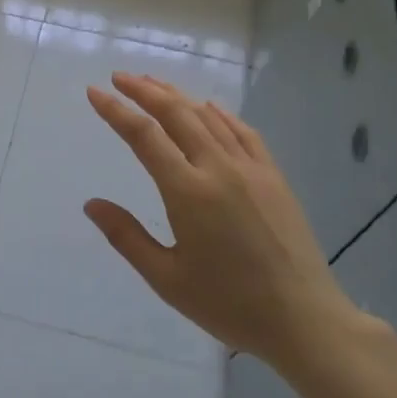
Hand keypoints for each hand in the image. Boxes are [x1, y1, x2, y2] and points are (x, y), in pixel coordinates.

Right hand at [84, 73, 359, 375]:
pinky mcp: (274, 176)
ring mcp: (251, 169)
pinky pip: (243, 132)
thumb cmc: (229, 305)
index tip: (95, 92)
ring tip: (153, 84)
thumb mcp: (167, 279)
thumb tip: (92, 204)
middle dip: (144, 90)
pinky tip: (209, 108)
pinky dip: (220, 113)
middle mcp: (219, 168)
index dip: (116, 111)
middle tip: (119, 76)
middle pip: (176, 113)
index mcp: (188, 192)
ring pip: (208, 116)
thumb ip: (126, 237)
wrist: (304, 321)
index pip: (144, 136)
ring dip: (177, 96)